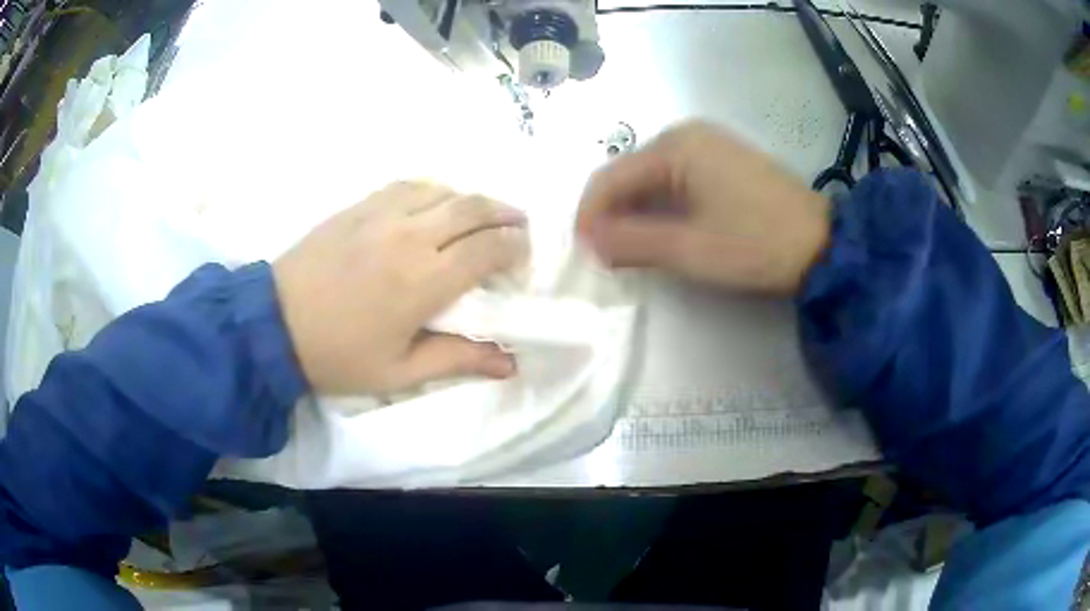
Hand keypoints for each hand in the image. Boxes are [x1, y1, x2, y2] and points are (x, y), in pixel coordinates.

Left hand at [273, 181, 529, 394]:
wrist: (274, 325)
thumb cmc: (338, 356)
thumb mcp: (400, 371)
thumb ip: (459, 360)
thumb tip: (511, 362)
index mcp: (423, 281)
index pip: (488, 249)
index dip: (515, 247)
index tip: (524, 254)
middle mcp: (409, 236)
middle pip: (473, 208)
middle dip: (505, 213)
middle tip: (518, 226)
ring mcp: (381, 214)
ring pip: (444, 190)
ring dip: (472, 200)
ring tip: (482, 216)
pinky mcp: (359, 206)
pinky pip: (409, 185)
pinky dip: (435, 191)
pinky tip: (435, 204)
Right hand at [577, 121, 830, 294]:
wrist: (822, 244)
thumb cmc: (756, 244)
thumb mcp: (689, 249)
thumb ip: (631, 242)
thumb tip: (588, 241)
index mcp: (674, 146)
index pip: (610, 178)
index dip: (589, 216)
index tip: (581, 255)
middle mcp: (685, 135)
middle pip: (628, 175)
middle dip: (611, 215)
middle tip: (605, 258)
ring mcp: (707, 145)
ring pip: (650, 179)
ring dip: (634, 213)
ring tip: (628, 251)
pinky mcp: (721, 161)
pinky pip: (674, 180)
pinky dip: (660, 207)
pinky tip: (660, 232)